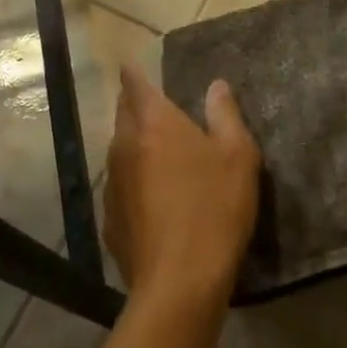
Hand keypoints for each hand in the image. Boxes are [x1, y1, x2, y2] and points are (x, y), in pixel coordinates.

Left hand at [104, 68, 261, 312]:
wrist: (179, 282)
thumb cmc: (214, 208)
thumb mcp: (237, 157)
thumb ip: (225, 115)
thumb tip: (216, 85)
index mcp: (154, 122)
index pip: (134, 83)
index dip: (134, 72)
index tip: (132, 64)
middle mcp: (124, 144)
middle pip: (122, 113)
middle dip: (133, 104)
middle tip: (151, 104)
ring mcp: (112, 183)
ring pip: (118, 149)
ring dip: (133, 144)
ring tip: (155, 150)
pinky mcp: (109, 218)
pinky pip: (119, 185)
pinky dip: (132, 180)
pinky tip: (150, 198)